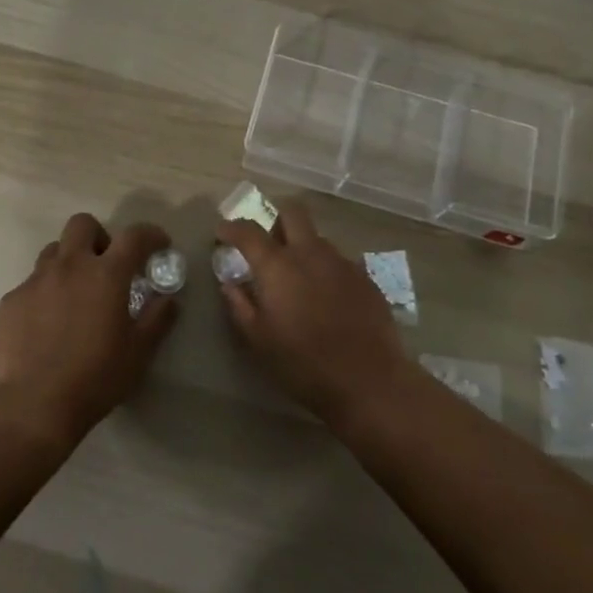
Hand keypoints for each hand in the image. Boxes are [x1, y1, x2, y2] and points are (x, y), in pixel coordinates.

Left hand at [0, 212, 177, 446]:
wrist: (34, 405)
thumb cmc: (96, 377)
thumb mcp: (139, 352)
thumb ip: (158, 319)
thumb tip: (168, 299)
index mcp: (106, 274)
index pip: (134, 236)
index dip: (150, 234)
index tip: (158, 245)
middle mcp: (70, 266)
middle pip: (83, 224)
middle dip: (98, 236)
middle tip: (106, 265)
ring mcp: (36, 280)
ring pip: (54, 250)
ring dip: (69, 262)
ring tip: (75, 293)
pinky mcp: (12, 300)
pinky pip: (32, 283)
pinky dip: (45, 293)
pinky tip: (47, 324)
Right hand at [216, 200, 407, 425]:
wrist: (369, 381)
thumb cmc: (303, 364)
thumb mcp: (259, 340)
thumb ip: (239, 305)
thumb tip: (229, 283)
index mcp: (278, 266)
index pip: (249, 230)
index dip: (232, 227)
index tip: (223, 232)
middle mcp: (311, 252)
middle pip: (293, 212)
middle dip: (276, 217)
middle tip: (268, 243)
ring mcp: (342, 262)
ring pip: (318, 238)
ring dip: (303, 247)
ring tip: (299, 280)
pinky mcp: (366, 278)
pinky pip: (339, 261)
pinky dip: (326, 270)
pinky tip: (327, 299)